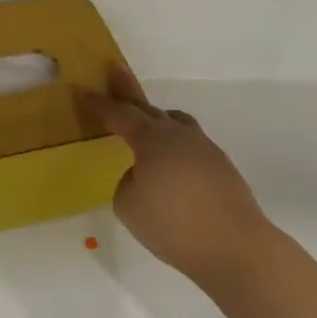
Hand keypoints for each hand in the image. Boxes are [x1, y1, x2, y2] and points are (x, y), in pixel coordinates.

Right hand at [76, 65, 272, 290]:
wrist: (235, 247)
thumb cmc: (173, 224)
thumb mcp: (128, 205)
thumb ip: (127, 182)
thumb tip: (143, 174)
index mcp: (152, 139)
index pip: (119, 115)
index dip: (98, 103)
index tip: (81, 90)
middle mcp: (179, 135)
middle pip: (148, 108)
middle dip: (128, 91)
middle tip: (114, 70)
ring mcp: (205, 149)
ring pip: (176, 123)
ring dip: (157, 118)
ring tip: (147, 121)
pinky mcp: (221, 168)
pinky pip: (190, 145)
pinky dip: (175, 146)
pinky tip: (171, 166)